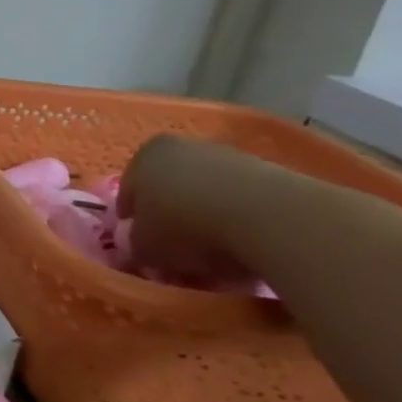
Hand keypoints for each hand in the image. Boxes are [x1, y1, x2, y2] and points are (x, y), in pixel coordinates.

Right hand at [116, 135, 258, 285]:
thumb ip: (135, 246)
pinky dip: (239, 219)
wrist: (270, 219)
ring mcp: (230, 156)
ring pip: (207, 192)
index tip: (141, 246)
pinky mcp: (272, 172)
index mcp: (144, 156)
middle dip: (170, 217)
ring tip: (215, 253)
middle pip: (169, 188)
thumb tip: (139, 249)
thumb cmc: (187, 226)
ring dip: (207, 217)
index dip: (132, 222)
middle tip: (175, 250)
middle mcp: (183, 147)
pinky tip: (244, 244)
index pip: (129, 192)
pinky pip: (242, 200)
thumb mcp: (146, 248)